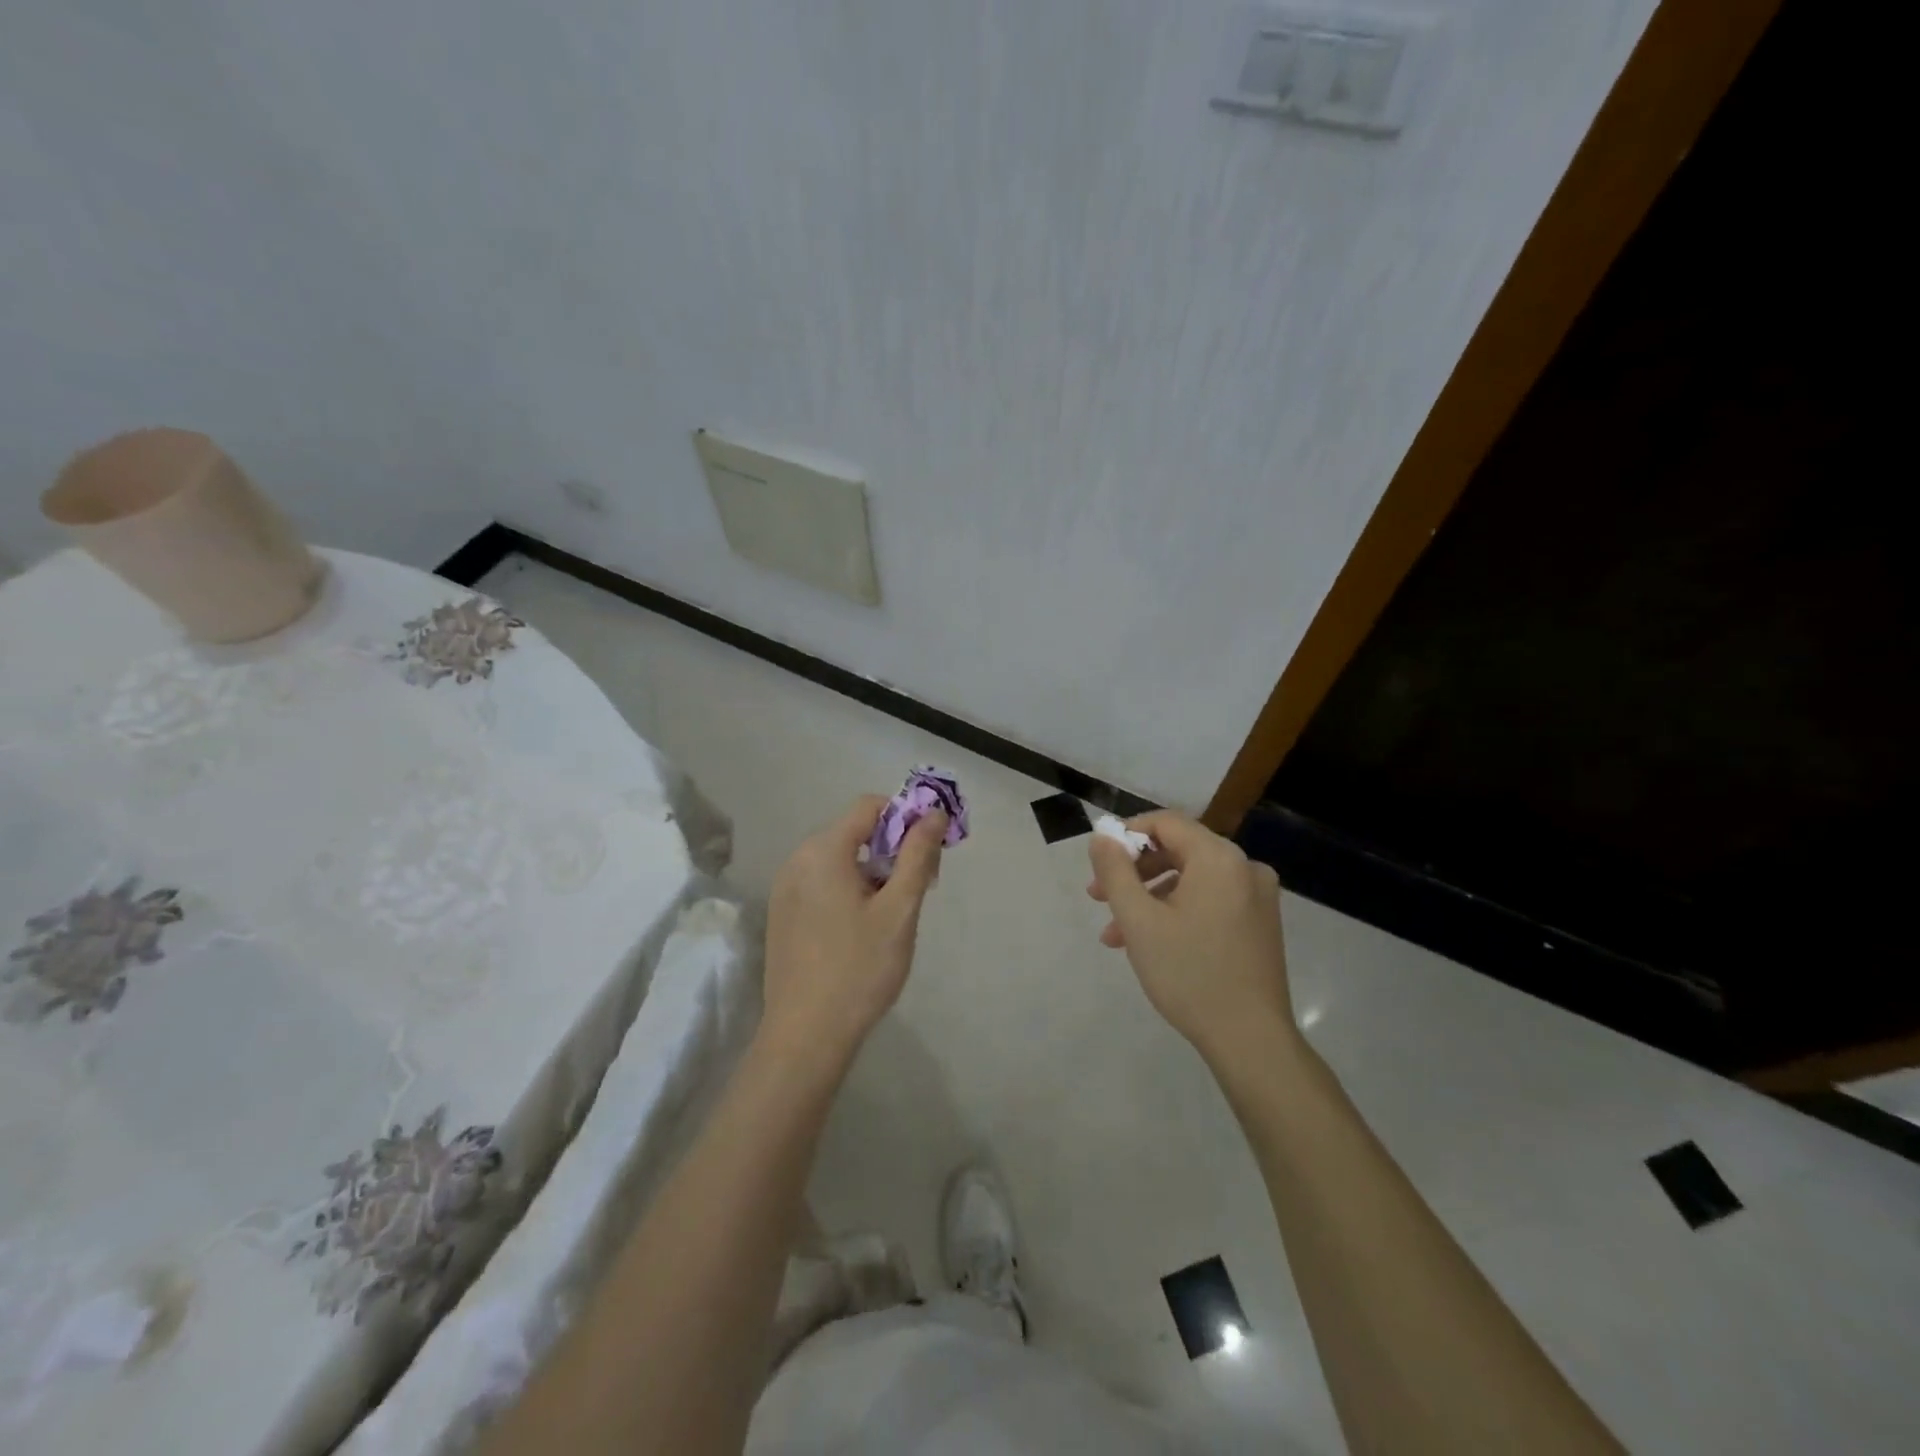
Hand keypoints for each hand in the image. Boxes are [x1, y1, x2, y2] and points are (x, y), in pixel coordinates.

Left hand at [762, 794, 946, 1066]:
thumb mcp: (899, 910)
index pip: (869, 806)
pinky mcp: (782, 914)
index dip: (905, 818)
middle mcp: (797, 859)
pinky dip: (848, 889)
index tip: (929, 853)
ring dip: (872, 872)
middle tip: (919, 889)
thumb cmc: (859, 969)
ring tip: (892, 914)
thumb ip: (917, 855)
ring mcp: (784, 888)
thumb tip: (932, 813)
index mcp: (823, 850)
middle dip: (891, 848)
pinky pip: (822, 883)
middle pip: (854, 831)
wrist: (805, 1036)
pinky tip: (862, 929)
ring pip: (839, 859)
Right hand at [1087, 811, 1294, 1058]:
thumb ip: (1115, 871)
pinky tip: (1150, 943)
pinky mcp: (1260, 923)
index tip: (1099, 862)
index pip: (1166, 823)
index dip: (1127, 835)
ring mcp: (1257, 897)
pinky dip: (1177, 911)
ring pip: (1191, 879)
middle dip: (1134, 872)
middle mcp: (1245, 867)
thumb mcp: (1138, 920)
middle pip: (1178, 850)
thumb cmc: (1189, 973)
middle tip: (1099, 897)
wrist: (1250, 1040)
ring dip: (1150, 898)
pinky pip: (1210, 900)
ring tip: (1116, 933)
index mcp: (1219, 858)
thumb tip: (1102, 837)